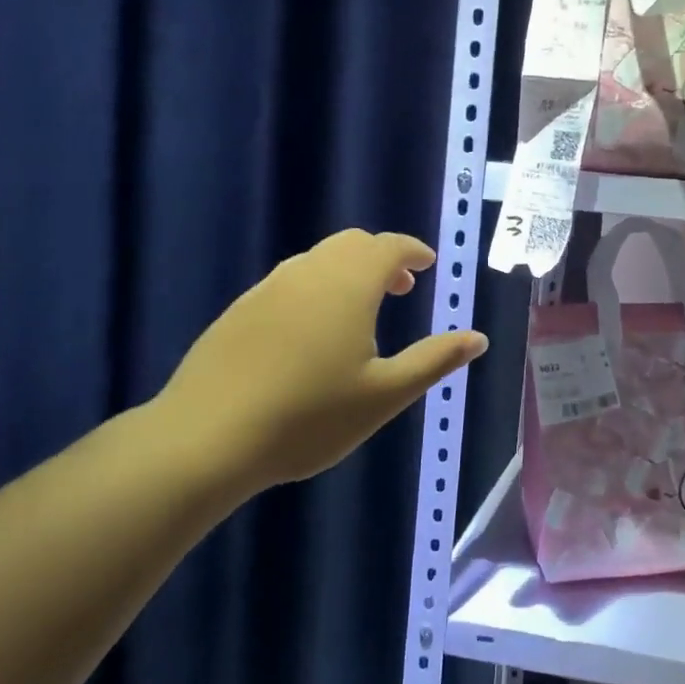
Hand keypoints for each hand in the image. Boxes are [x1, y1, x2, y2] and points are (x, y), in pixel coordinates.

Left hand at [152, 229, 487, 494]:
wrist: (205, 439)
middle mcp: (308, 273)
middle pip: (352, 244)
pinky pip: (289, 281)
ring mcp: (267, 289)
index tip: (428, 265)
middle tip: (401, 289)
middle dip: (382, 257)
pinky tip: (312, 332)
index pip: (388, 246)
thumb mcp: (385, 394)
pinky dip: (316, 287)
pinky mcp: (239, 311)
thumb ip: (434, 360)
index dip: (413, 251)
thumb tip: (478, 338)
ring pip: (317, 260)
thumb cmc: (309, 416)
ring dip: (348, 271)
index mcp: (349, 285)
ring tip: (361, 311)